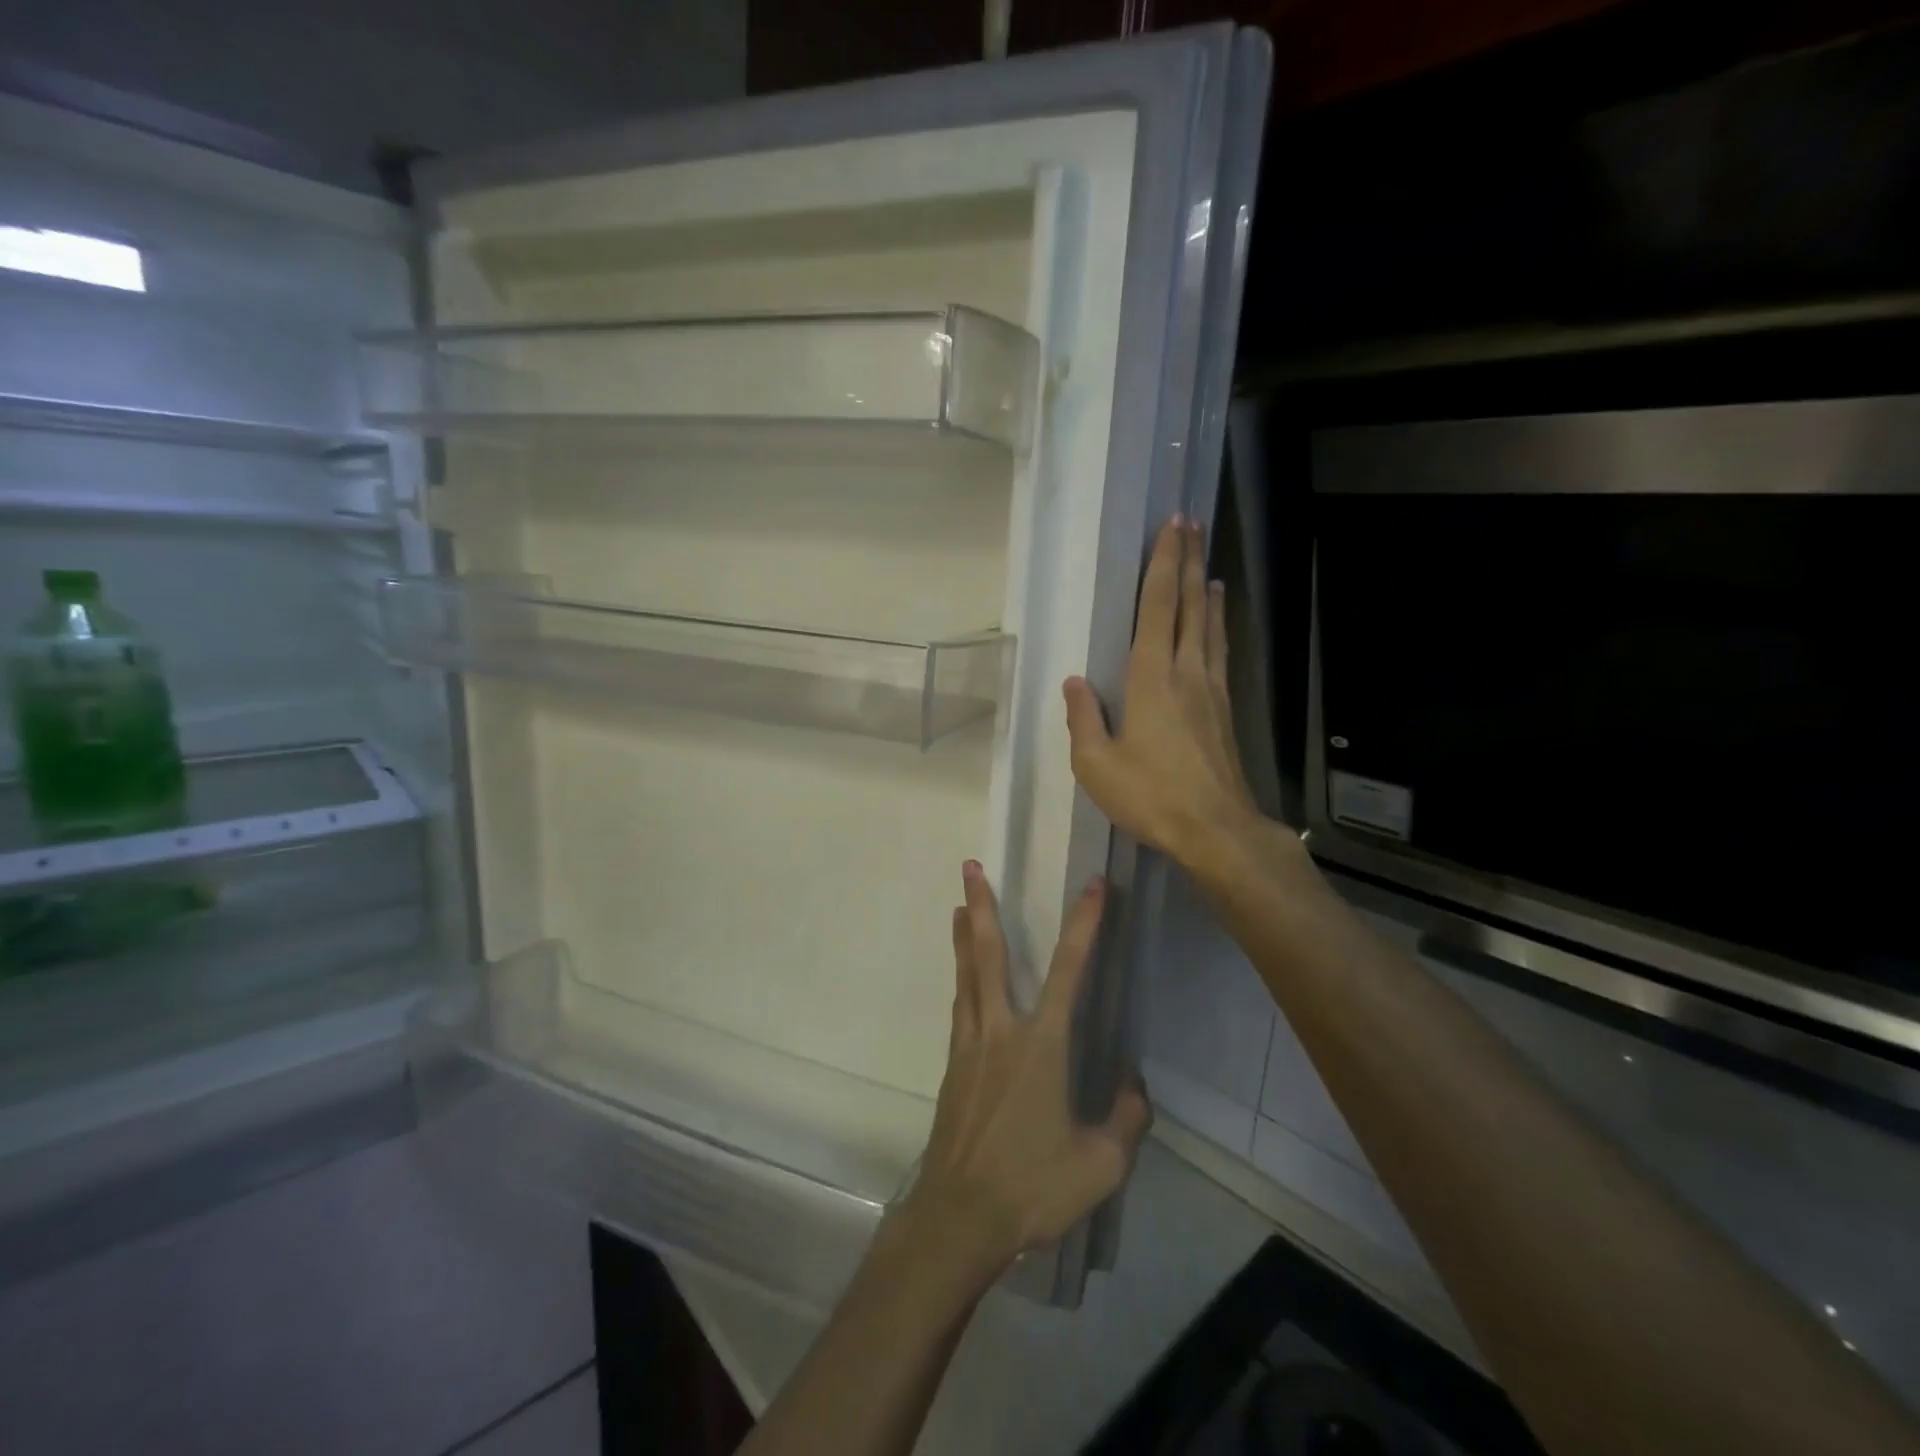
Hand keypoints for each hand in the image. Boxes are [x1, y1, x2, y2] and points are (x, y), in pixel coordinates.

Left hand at [894, 862, 1151, 1285]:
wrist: (959, 1216)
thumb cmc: (1031, 1187)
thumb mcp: (1100, 1165)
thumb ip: (1126, 1121)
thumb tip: (1134, 1088)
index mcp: (1041, 1044)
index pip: (1069, 970)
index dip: (1085, 924)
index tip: (1093, 885)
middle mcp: (1001, 1031)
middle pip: (990, 954)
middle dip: (983, 906)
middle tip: (970, 866)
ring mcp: (969, 1047)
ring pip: (967, 976)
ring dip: (965, 936)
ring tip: (961, 906)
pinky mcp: (952, 1067)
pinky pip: (959, 1009)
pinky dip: (963, 980)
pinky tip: (964, 980)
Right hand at [1063, 516, 1263, 869]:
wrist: (1215, 830)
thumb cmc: (1150, 796)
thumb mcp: (1096, 764)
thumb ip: (1084, 719)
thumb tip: (1075, 682)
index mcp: (1151, 678)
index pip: (1158, 607)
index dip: (1164, 564)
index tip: (1172, 528)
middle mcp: (1186, 672)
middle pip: (1190, 606)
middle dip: (1189, 562)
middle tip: (1192, 525)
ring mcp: (1211, 690)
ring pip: (1210, 627)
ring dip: (1206, 592)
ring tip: (1207, 567)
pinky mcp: (1224, 710)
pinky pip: (1220, 653)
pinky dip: (1218, 627)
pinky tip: (1217, 624)